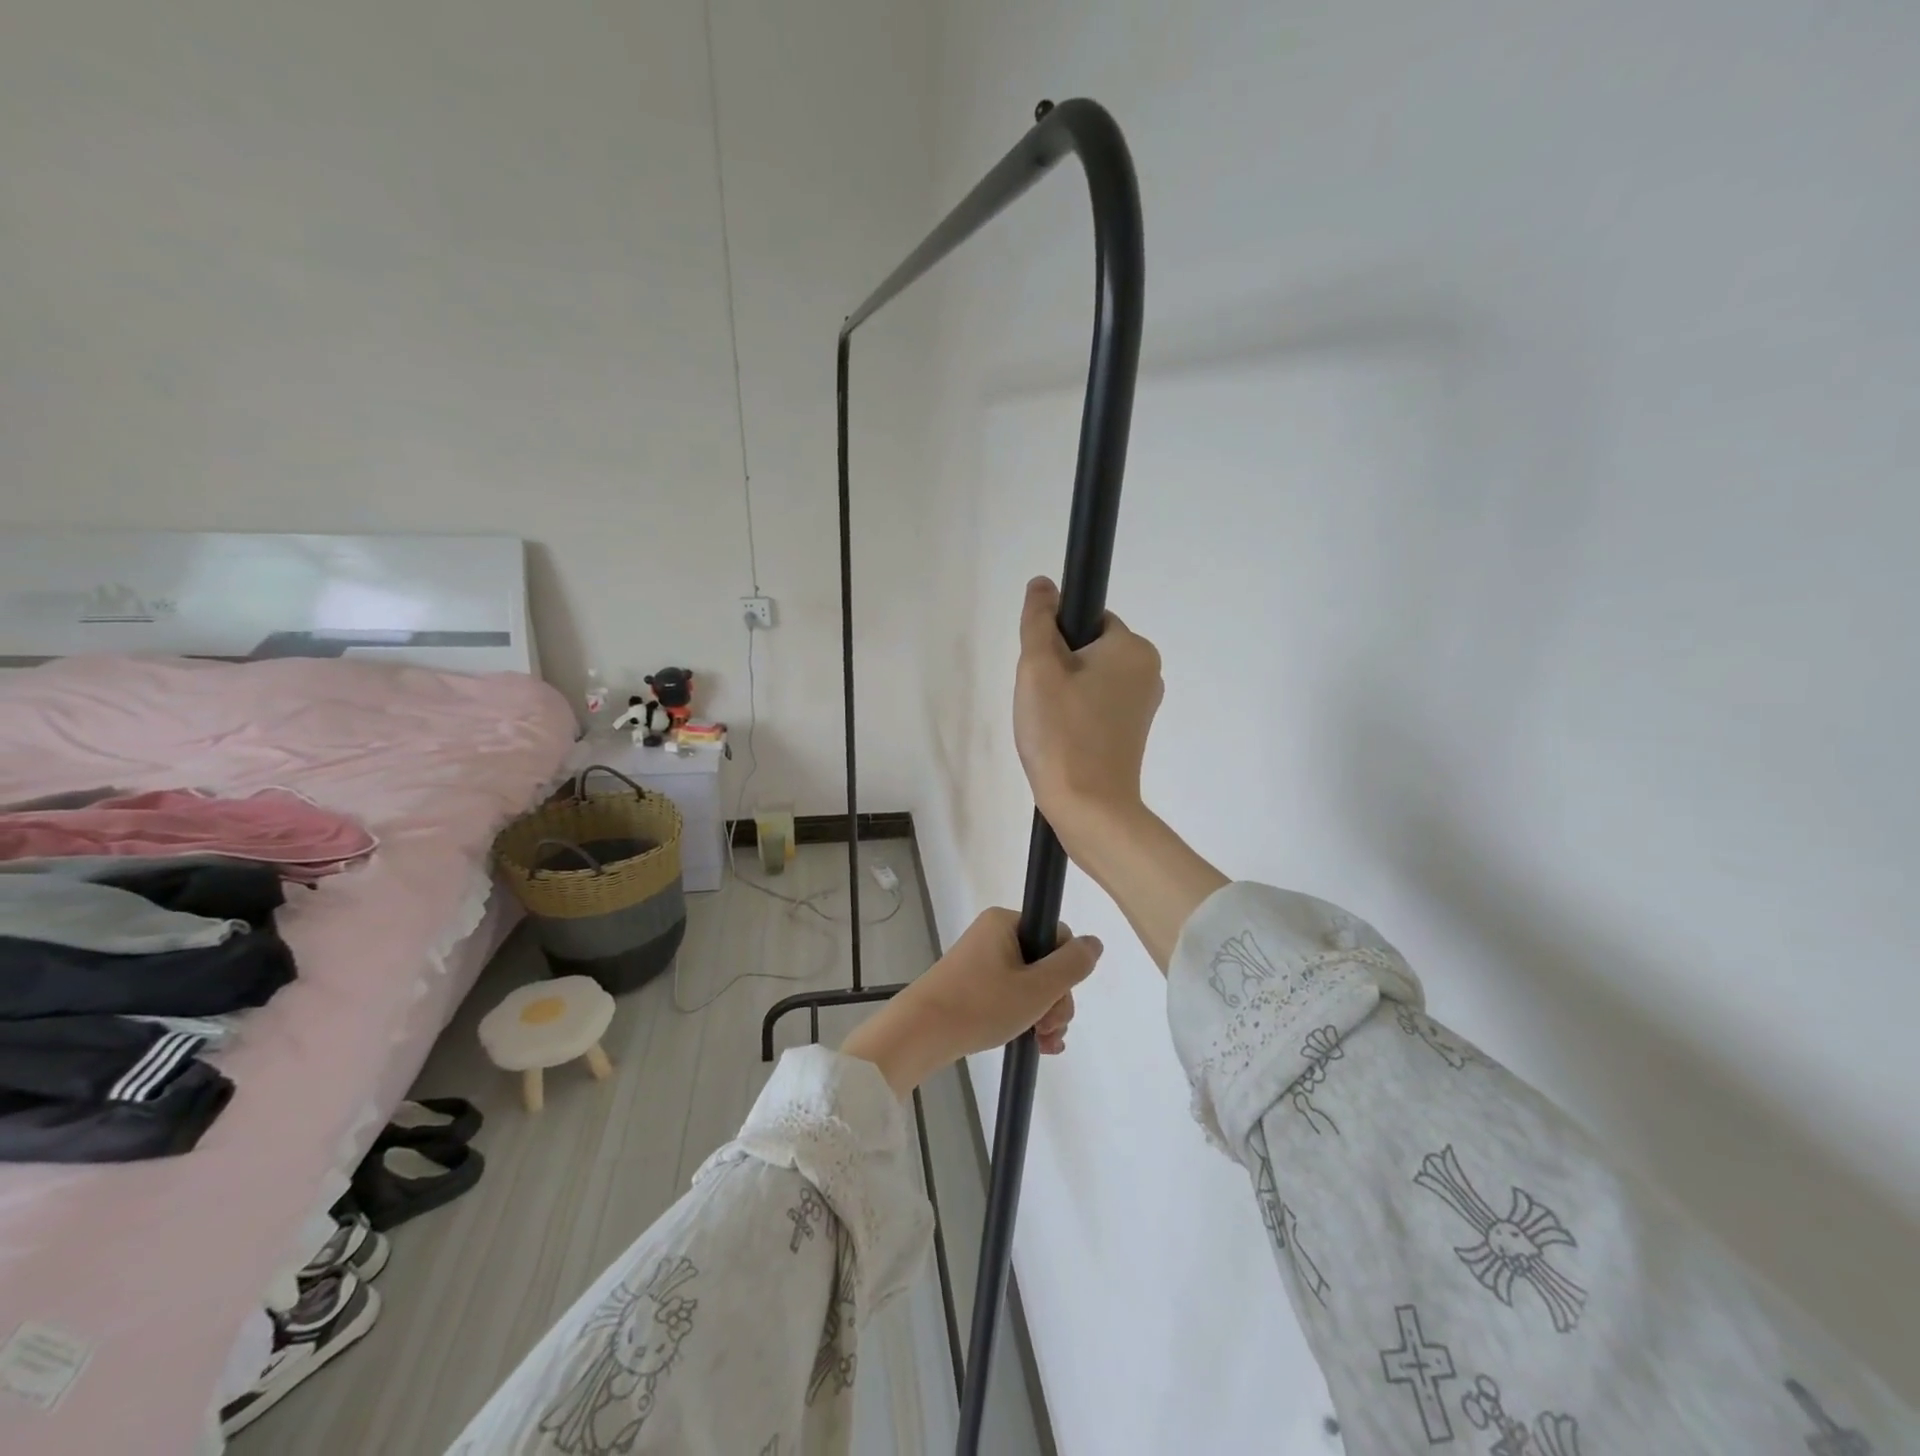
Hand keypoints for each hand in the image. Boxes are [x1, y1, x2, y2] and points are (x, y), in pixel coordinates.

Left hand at [840, 910, 1101, 1094]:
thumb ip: (1072, 965)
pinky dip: (1025, 1017)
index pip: (1057, 936)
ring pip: (1031, 984)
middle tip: (1048, 1028)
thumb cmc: (980, 1005)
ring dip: (1044, 1013)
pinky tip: (1036, 1044)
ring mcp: (982, 962)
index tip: (1057, 1000)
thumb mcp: (1037, 987)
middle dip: (1055, 999)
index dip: (1066, 971)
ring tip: (1043, 1043)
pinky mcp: (972, 986)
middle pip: (1046, 963)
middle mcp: (994, 935)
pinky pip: (1011, 995)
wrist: (920, 1034)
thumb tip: (1095, 943)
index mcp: (1006, 922)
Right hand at [1013, 576, 1164, 856]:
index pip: (1086, 620)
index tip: (1041, 674)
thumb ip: (1038, 620)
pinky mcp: (1134, 733)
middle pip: (1087, 650)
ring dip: (1063, 695)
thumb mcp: (1038, 668)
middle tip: (1041, 703)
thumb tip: (1044, 584)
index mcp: (1134, 648)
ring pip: (1089, 680)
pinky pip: (1097, 707)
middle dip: (1057, 669)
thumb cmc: (1062, 733)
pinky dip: (1076, 717)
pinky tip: (1062, 741)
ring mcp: (1144, 705)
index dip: (1054, 641)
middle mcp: (1149, 671)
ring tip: (1050, 726)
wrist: (1089, 808)